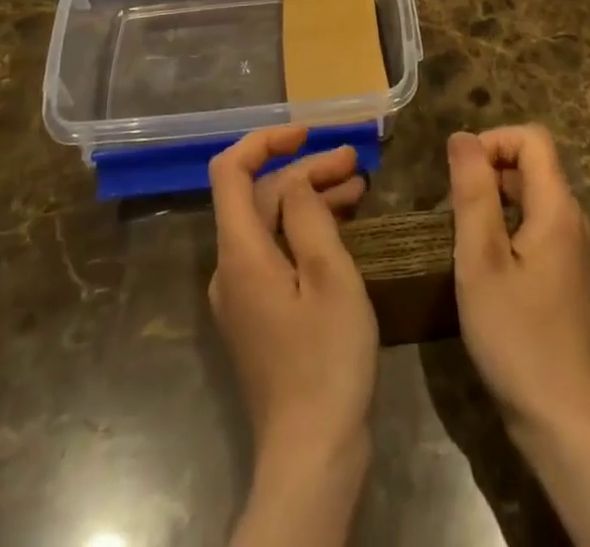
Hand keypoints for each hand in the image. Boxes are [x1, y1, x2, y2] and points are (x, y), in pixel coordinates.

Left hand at [209, 126, 377, 457]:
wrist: (311, 455)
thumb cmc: (326, 359)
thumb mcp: (329, 276)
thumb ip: (308, 216)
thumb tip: (296, 183)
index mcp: (240, 252)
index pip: (230, 171)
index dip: (265, 141)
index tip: (308, 133)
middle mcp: (231, 267)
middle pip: (260, 197)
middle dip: (305, 171)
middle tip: (355, 163)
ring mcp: (243, 294)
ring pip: (271, 225)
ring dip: (311, 200)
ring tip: (359, 188)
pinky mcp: (260, 315)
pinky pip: (277, 254)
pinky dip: (307, 232)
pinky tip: (343, 228)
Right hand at [448, 125, 589, 436]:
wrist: (563, 422)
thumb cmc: (515, 336)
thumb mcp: (481, 260)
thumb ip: (472, 192)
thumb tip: (462, 136)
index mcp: (557, 208)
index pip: (532, 138)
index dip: (493, 141)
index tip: (460, 174)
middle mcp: (573, 221)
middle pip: (533, 165)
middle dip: (489, 170)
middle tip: (452, 209)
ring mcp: (574, 252)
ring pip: (533, 198)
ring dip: (494, 200)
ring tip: (462, 236)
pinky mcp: (568, 278)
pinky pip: (537, 227)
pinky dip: (508, 227)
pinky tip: (485, 266)